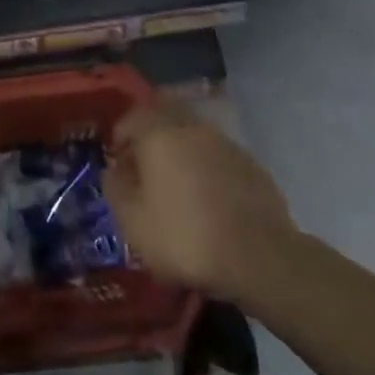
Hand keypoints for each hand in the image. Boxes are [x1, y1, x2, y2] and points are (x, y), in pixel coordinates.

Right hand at [104, 104, 296, 302]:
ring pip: (193, 137)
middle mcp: (193, 128)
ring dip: (181, 153)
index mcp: (160, 133)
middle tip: (145, 170)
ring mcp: (226, 144)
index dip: (120, 137)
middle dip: (152, 139)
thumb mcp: (134, 222)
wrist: (259, 258)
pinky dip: (206, 169)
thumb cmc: (185, 237)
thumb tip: (115, 169)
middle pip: (165, 120)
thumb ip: (117, 188)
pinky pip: (217, 157)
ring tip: (177, 188)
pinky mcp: (251, 164)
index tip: (118, 163)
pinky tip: (208, 200)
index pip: (132, 117)